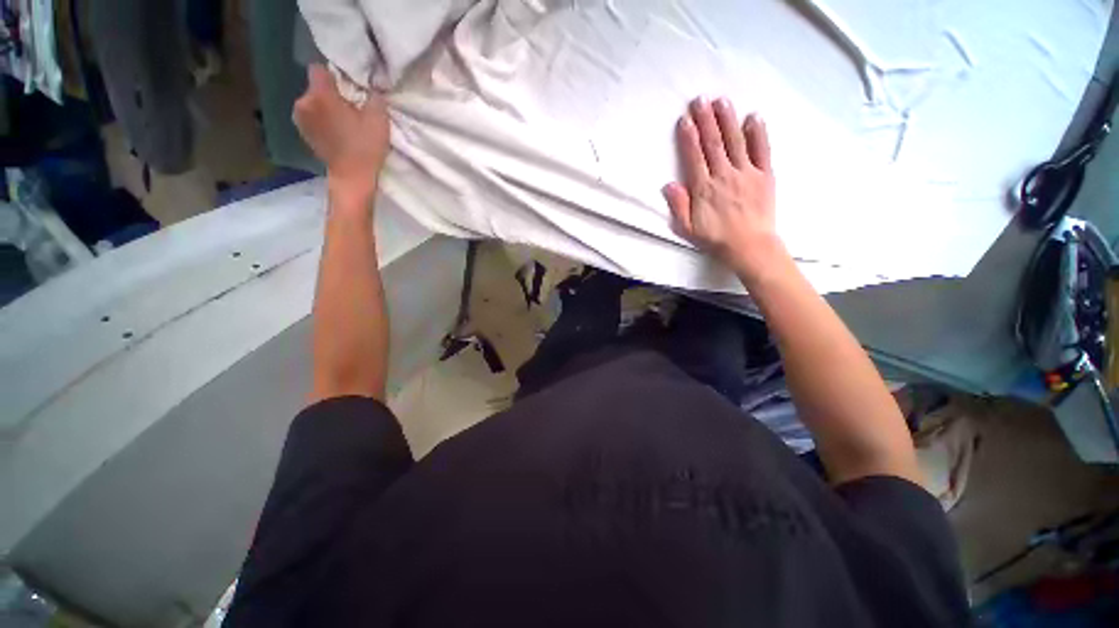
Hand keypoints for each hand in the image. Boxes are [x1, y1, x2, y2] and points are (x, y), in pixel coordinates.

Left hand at [293, 64, 389, 203]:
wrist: (352, 178)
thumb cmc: (365, 147)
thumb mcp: (379, 119)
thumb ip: (374, 96)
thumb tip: (371, 87)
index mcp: (320, 94)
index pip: (319, 69)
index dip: (334, 75)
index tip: (348, 88)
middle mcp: (303, 102)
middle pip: (316, 87)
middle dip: (331, 94)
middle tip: (350, 108)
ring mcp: (300, 119)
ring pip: (313, 103)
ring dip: (326, 108)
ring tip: (343, 122)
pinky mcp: (303, 133)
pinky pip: (312, 117)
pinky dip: (322, 121)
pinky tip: (336, 133)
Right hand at [663, 97, 782, 279]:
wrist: (749, 246)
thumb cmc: (715, 238)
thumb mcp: (688, 228)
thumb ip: (678, 206)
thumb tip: (669, 184)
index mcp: (704, 188)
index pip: (694, 157)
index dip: (688, 137)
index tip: (685, 119)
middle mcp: (724, 175)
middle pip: (714, 143)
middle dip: (706, 120)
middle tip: (700, 99)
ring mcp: (746, 173)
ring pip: (735, 141)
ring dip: (727, 120)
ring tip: (721, 101)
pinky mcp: (765, 175)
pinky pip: (762, 150)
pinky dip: (758, 133)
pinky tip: (753, 117)